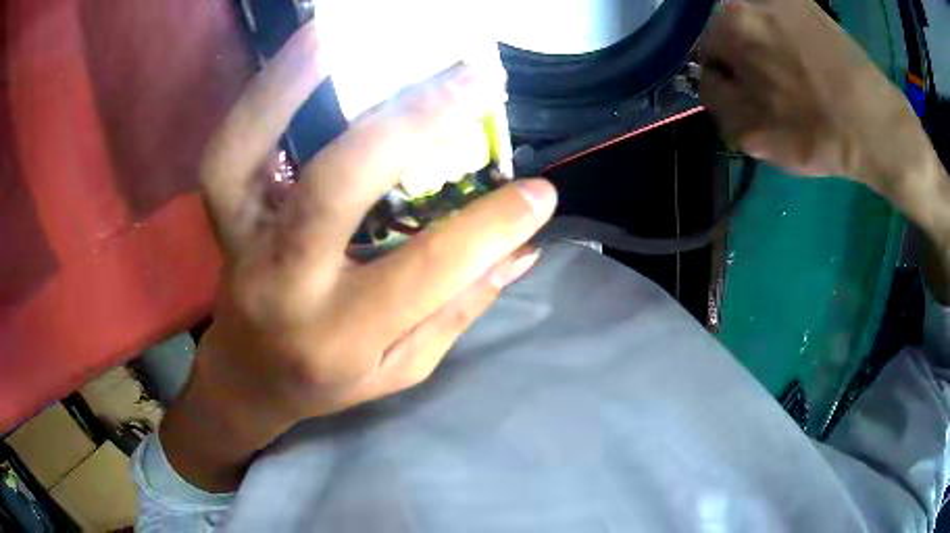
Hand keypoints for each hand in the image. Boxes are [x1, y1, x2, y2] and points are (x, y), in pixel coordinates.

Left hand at [160, 22, 556, 490]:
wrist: (246, 377)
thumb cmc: (326, 380)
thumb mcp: (401, 369)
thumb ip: (458, 309)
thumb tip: (523, 247)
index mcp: (338, 336)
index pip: (425, 273)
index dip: (490, 227)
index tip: (542, 190)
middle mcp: (282, 283)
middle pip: (335, 189)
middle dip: (411, 123)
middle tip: (474, 78)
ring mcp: (239, 240)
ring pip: (244, 154)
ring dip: (292, 80)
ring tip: (344, 28)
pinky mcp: (222, 215)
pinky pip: (230, 147)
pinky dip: (261, 92)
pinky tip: (305, 52)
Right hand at [699, 0, 920, 188]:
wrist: (878, 126)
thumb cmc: (816, 131)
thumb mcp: (751, 132)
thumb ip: (715, 99)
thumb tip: (711, 78)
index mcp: (728, 24)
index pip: (703, 50)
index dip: (725, 79)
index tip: (748, 100)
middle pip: (731, 32)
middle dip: (745, 60)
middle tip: (775, 91)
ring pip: (759, 25)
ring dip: (768, 49)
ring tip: (797, 79)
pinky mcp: (809, 5)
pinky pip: (784, 20)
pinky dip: (788, 38)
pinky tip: (809, 61)